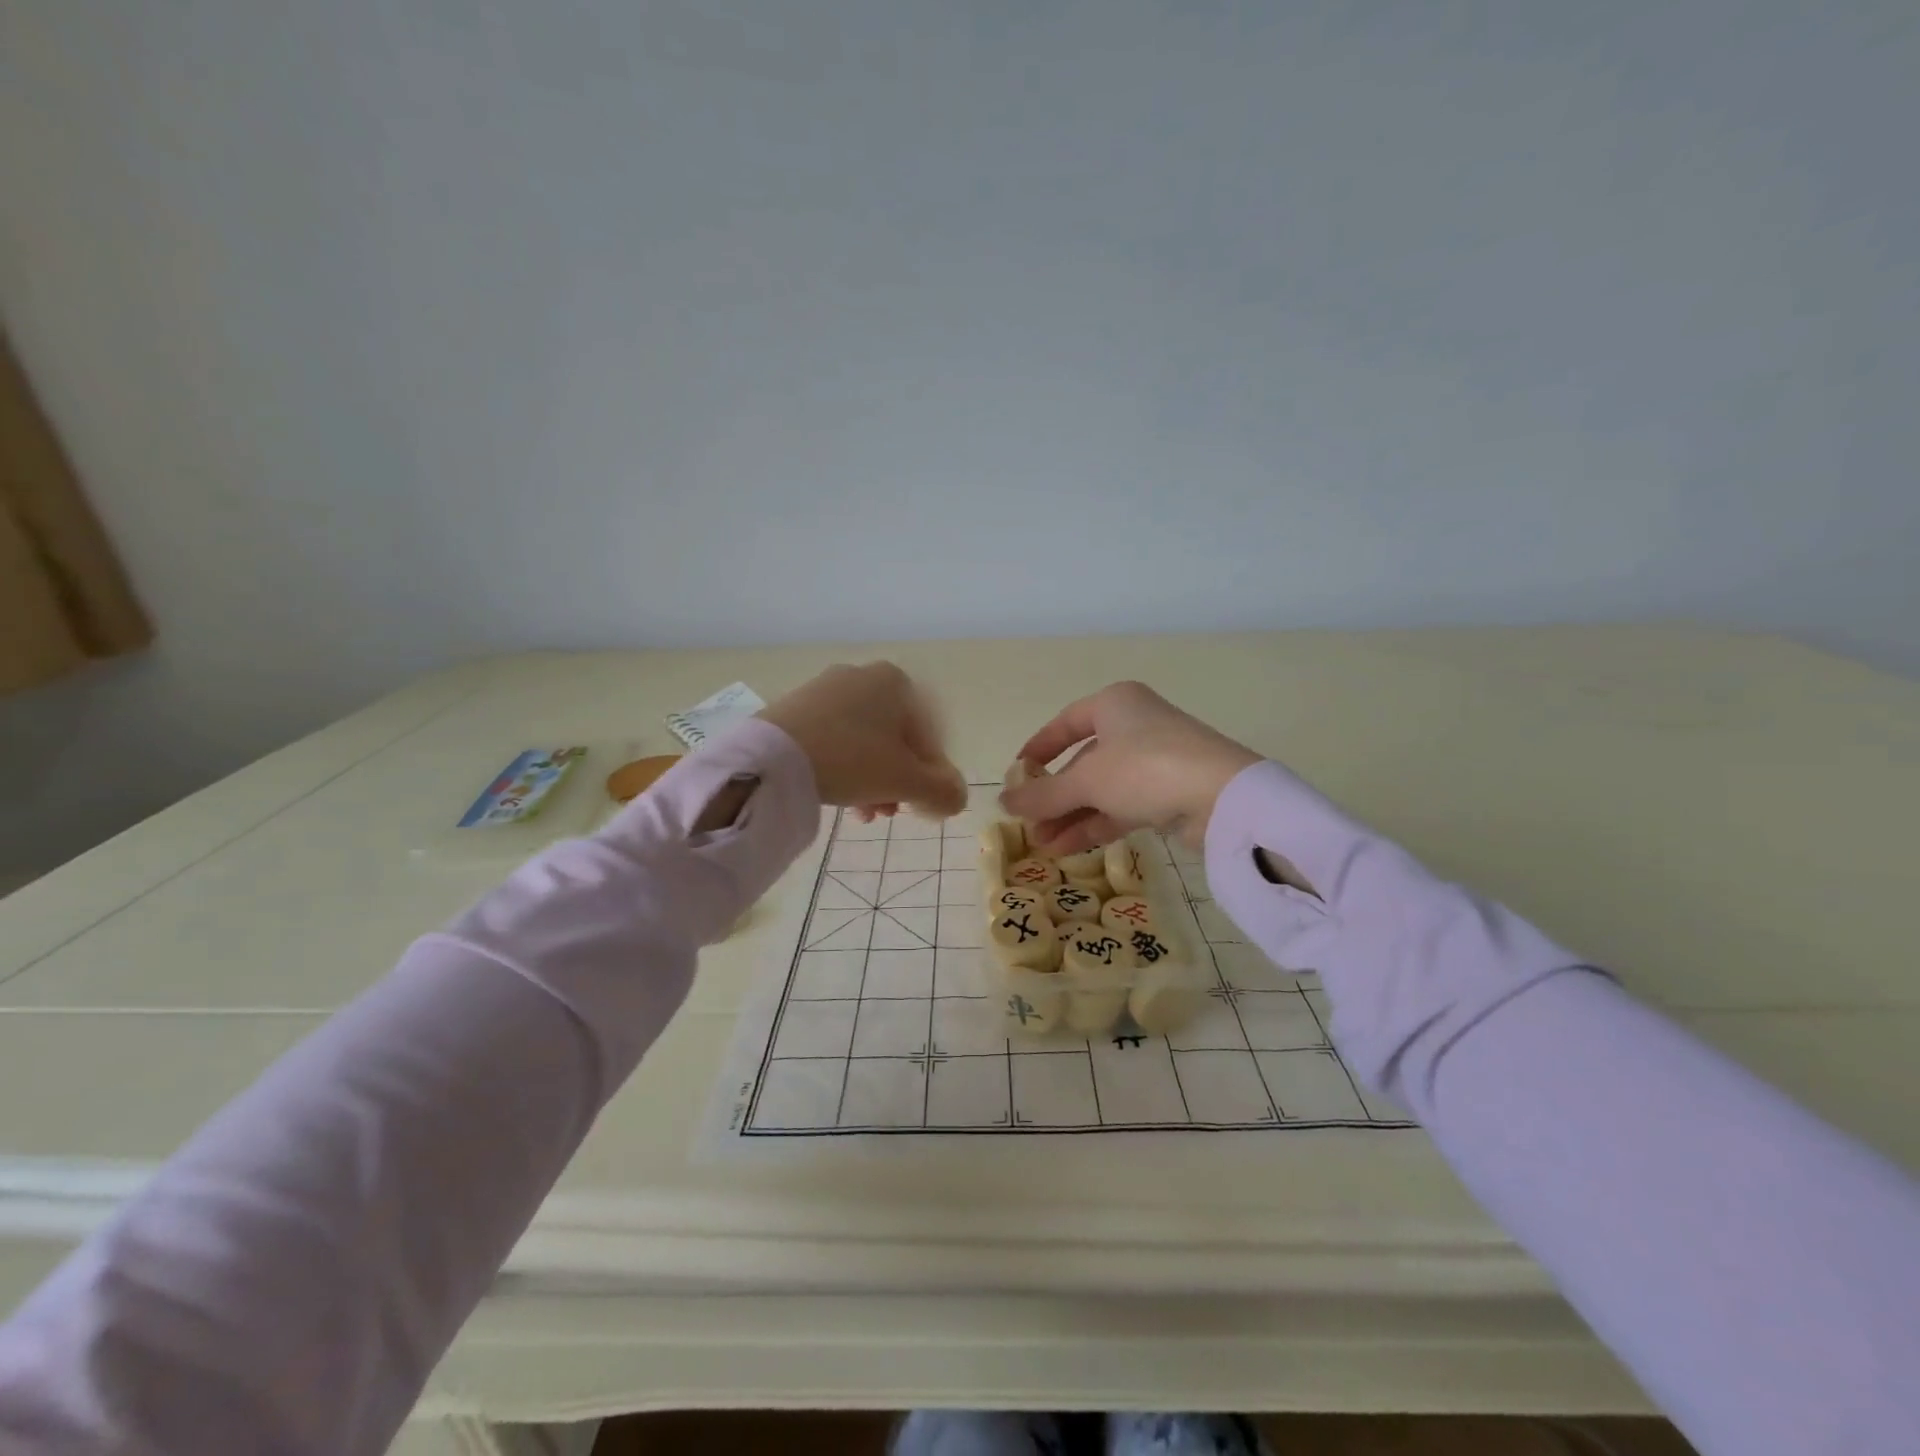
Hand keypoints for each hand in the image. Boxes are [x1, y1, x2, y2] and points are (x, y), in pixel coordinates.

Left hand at [758, 662, 967, 818]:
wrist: (772, 756)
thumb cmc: (852, 759)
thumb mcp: (905, 781)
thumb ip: (941, 790)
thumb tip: (956, 799)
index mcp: (896, 682)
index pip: (929, 733)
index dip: (932, 774)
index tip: (922, 805)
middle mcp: (863, 675)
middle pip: (895, 738)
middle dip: (898, 780)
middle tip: (890, 812)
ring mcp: (826, 689)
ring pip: (865, 741)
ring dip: (873, 779)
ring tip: (864, 813)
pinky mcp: (797, 706)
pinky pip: (835, 738)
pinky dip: (844, 767)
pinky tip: (839, 796)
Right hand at [1000, 681, 1260, 853]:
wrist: (1223, 798)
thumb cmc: (1145, 768)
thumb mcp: (1087, 780)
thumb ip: (1043, 794)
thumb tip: (1003, 804)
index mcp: (1114, 704)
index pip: (1066, 722)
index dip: (1039, 747)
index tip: (1018, 773)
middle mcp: (1134, 726)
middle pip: (1083, 762)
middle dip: (1054, 796)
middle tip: (1028, 824)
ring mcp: (1154, 761)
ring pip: (1102, 788)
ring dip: (1071, 816)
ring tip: (1042, 845)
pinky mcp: (1169, 793)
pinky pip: (1121, 806)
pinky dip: (1095, 824)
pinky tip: (1068, 848)